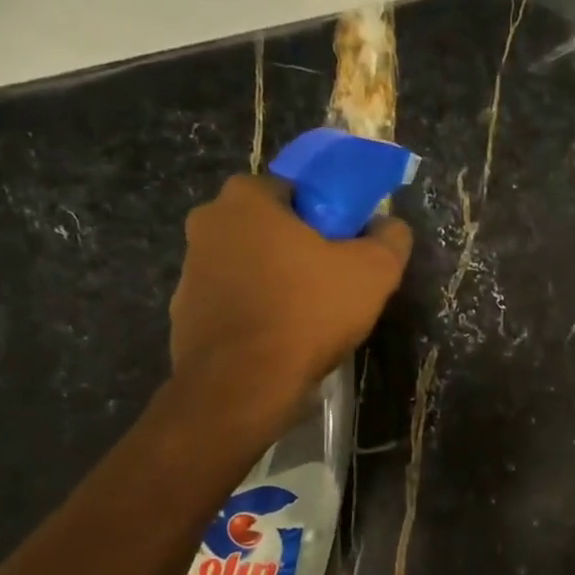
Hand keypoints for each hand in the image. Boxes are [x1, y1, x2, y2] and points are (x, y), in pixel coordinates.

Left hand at [168, 174, 411, 420]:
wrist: (242, 385)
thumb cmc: (307, 312)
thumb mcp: (374, 271)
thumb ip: (390, 238)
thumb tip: (390, 226)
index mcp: (246, 197)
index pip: (295, 190)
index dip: (327, 216)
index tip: (346, 247)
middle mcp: (208, 223)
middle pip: (269, 228)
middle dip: (299, 249)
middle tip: (332, 282)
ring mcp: (189, 270)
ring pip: (249, 265)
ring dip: (275, 282)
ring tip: (308, 319)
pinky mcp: (183, 313)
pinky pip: (232, 303)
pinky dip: (255, 314)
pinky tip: (279, 340)